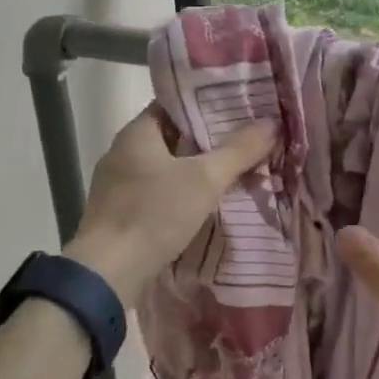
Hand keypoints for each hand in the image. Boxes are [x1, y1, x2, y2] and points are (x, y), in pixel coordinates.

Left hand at [68, 105, 276, 307]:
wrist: (106, 275)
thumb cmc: (153, 214)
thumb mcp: (204, 179)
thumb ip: (238, 150)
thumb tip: (272, 123)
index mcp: (136, 132)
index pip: (175, 104)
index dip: (207, 104)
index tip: (238, 107)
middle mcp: (122, 152)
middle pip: (172, 136)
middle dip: (207, 139)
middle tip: (245, 139)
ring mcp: (117, 184)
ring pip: (165, 166)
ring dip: (194, 168)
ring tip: (232, 170)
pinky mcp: (119, 213)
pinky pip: (156, 191)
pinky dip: (179, 192)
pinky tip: (203, 202)